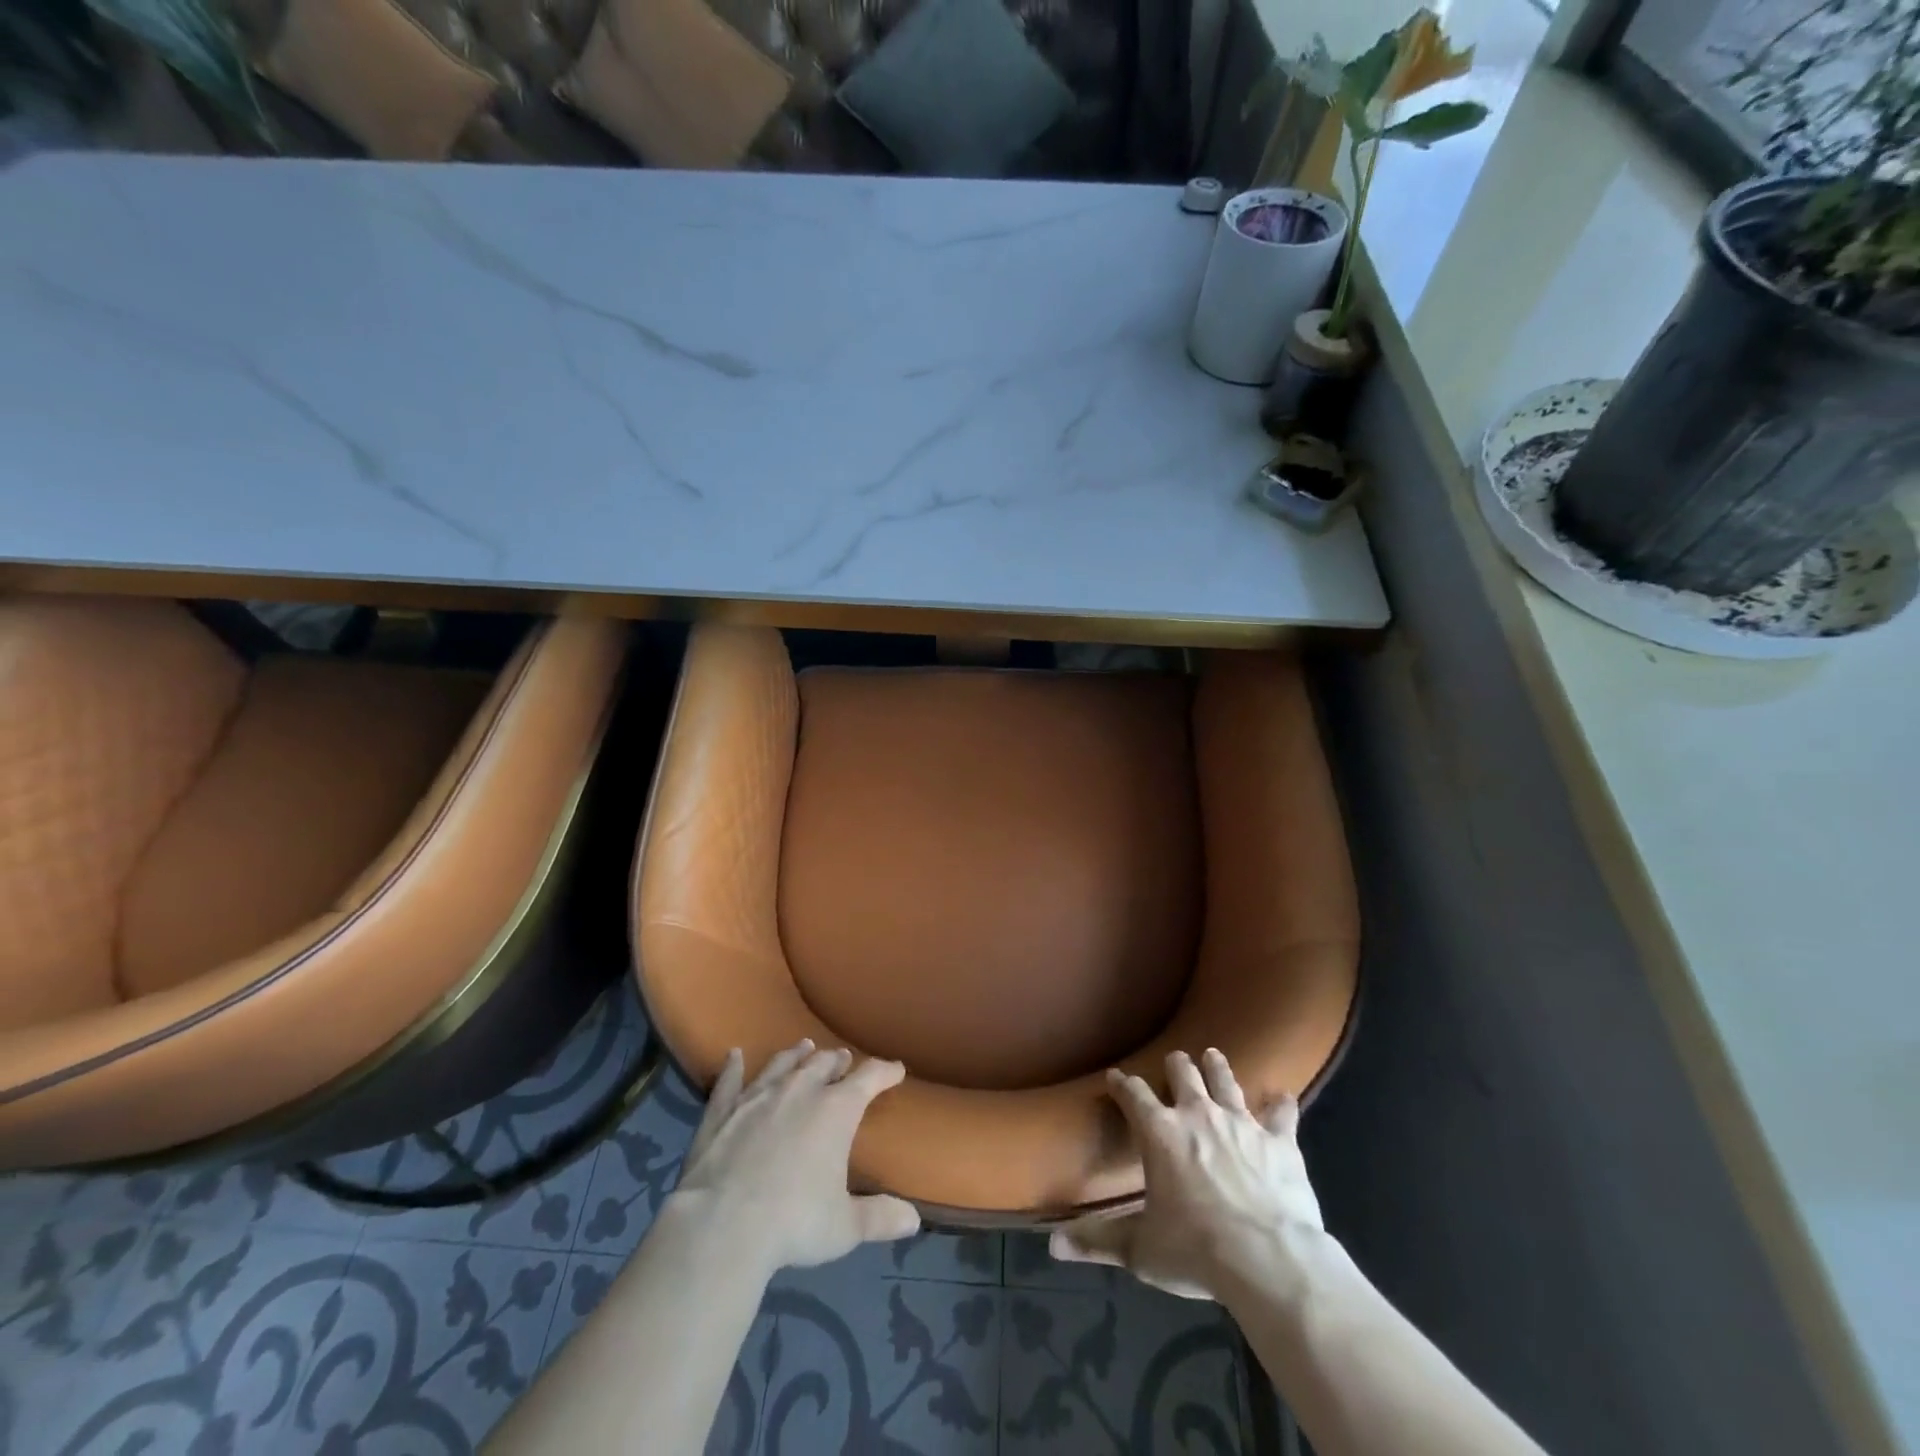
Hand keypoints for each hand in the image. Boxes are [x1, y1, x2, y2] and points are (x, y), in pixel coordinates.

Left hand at [670, 1039, 920, 1273]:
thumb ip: (879, 1217)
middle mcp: (799, 1091)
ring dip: (796, 1055)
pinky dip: (732, 1067)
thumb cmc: (794, 1223)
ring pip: (782, 1065)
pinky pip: (729, 1082)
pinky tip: (733, 1055)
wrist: (722, 1226)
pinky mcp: (722, 1112)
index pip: (869, 1078)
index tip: (896, 1069)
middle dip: (837, 1061)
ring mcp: (757, 1097)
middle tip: (844, 1059)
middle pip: (823, 1064)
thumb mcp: (845, 1228)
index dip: (885, 1072)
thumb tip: (913, 1220)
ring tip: (805, 1047)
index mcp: (836, 1110)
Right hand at [1051, 1049, 1323, 1300]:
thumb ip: (1098, 1241)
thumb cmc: (1197, 1251)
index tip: (1114, 1076)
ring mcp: (1241, 1123)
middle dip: (1175, 1065)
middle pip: (1182, 1073)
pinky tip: (1283, 1097)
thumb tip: (1051, 1244)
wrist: (1269, 1260)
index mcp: (1160, 1133)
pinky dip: (1281, 1105)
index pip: (1133, 1095)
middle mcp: (1198, 1114)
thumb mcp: (1141, 1250)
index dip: (1122, 1084)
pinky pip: (1281, 1114)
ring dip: (1217, 1067)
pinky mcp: (1279, 1141)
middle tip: (1174, 1062)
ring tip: (1213, 1055)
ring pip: (1225, 1080)